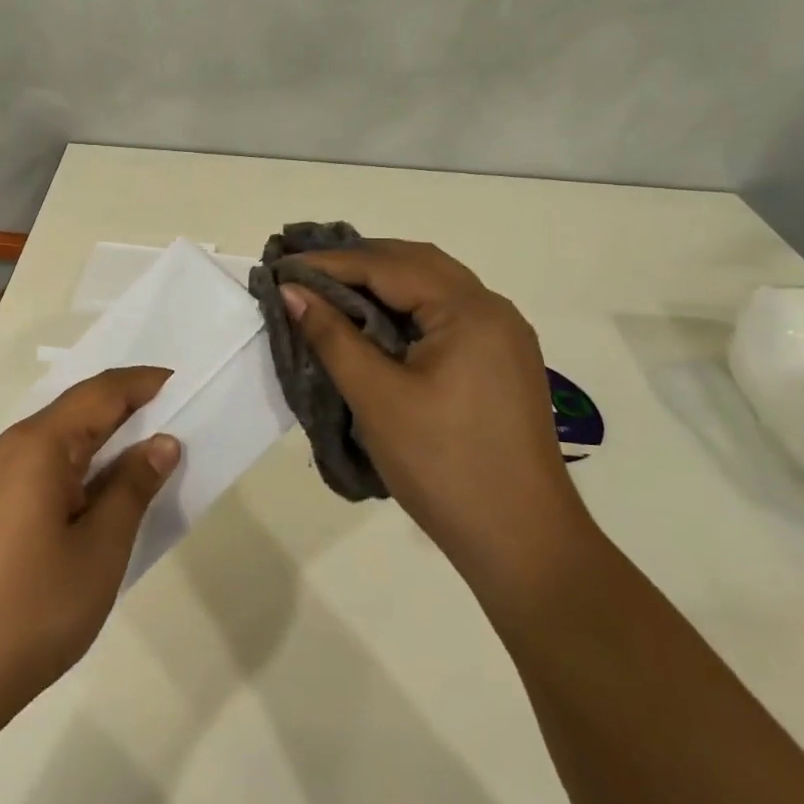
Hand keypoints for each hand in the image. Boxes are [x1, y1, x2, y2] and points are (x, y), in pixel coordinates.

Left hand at [0, 366, 179, 730]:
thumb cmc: (32, 608)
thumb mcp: (100, 549)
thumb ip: (132, 488)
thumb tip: (161, 443)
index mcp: (38, 445)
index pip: (100, 393)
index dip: (143, 384)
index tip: (183, 384)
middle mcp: (9, 449)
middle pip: (75, 412)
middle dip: (125, 410)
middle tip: (174, 418)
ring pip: (56, 443)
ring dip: (100, 443)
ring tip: (142, 457)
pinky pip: (38, 470)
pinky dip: (76, 470)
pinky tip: (94, 498)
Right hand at [282, 240, 595, 597]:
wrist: (522, 541)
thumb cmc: (443, 466)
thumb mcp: (377, 398)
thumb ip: (332, 336)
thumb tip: (291, 292)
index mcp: (469, 311)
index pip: (388, 266)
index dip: (329, 263)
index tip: (281, 267)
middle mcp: (492, 310)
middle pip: (416, 263)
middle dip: (357, 261)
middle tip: (303, 272)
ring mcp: (502, 337)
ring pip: (432, 287)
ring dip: (381, 281)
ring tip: (329, 290)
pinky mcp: (500, 362)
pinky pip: (445, 314)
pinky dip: (404, 307)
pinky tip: (374, 323)